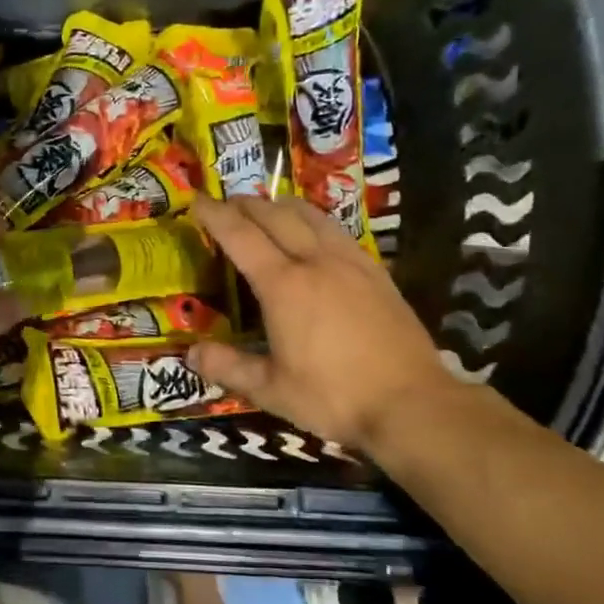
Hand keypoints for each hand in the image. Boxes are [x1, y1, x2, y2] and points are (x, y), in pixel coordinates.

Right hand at [187, 194, 454, 452]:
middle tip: (225, 204)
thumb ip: (228, 367)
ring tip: (267, 209)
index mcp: (284, 286)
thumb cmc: (334, 397)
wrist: (413, 403)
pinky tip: (314, 235)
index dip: (215, 215)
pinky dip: (314, 221)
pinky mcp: (376, 272)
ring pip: (311, 216)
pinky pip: (337, 231)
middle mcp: (316, 262)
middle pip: (275, 216)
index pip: (240, 236)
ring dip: (282, 206)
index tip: (196, 200)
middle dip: (246, 204)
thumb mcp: (271, 390)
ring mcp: (351, 263)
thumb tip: (191, 354)